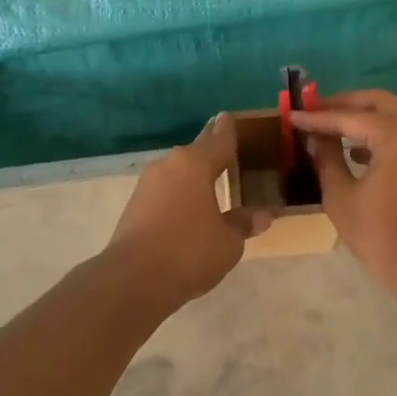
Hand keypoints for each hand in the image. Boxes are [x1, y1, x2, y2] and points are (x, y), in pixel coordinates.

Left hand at [105, 114, 270, 304]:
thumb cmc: (189, 252)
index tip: (228, 116)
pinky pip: (166, 189)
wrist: (133, 279)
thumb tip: (263, 215)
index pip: (218, 140)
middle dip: (209, 147)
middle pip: (195, 151)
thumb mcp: (228, 241)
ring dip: (193, 173)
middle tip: (223, 141)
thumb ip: (243, 223)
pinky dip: (180, 191)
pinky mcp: (135, 205)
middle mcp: (169, 165)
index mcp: (195, 164)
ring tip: (210, 176)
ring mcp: (148, 184)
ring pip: (178, 170)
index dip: (227, 130)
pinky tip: (188, 203)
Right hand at [290, 90, 396, 293]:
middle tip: (312, 111)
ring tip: (327, 128)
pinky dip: (379, 132)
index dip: (318, 117)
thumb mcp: (340, 195)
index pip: (350, 117)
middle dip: (343, 104)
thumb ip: (325, 158)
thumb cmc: (378, 234)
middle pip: (377, 102)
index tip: (291, 115)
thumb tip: (314, 137)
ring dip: (361, 117)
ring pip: (392, 114)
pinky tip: (354, 149)